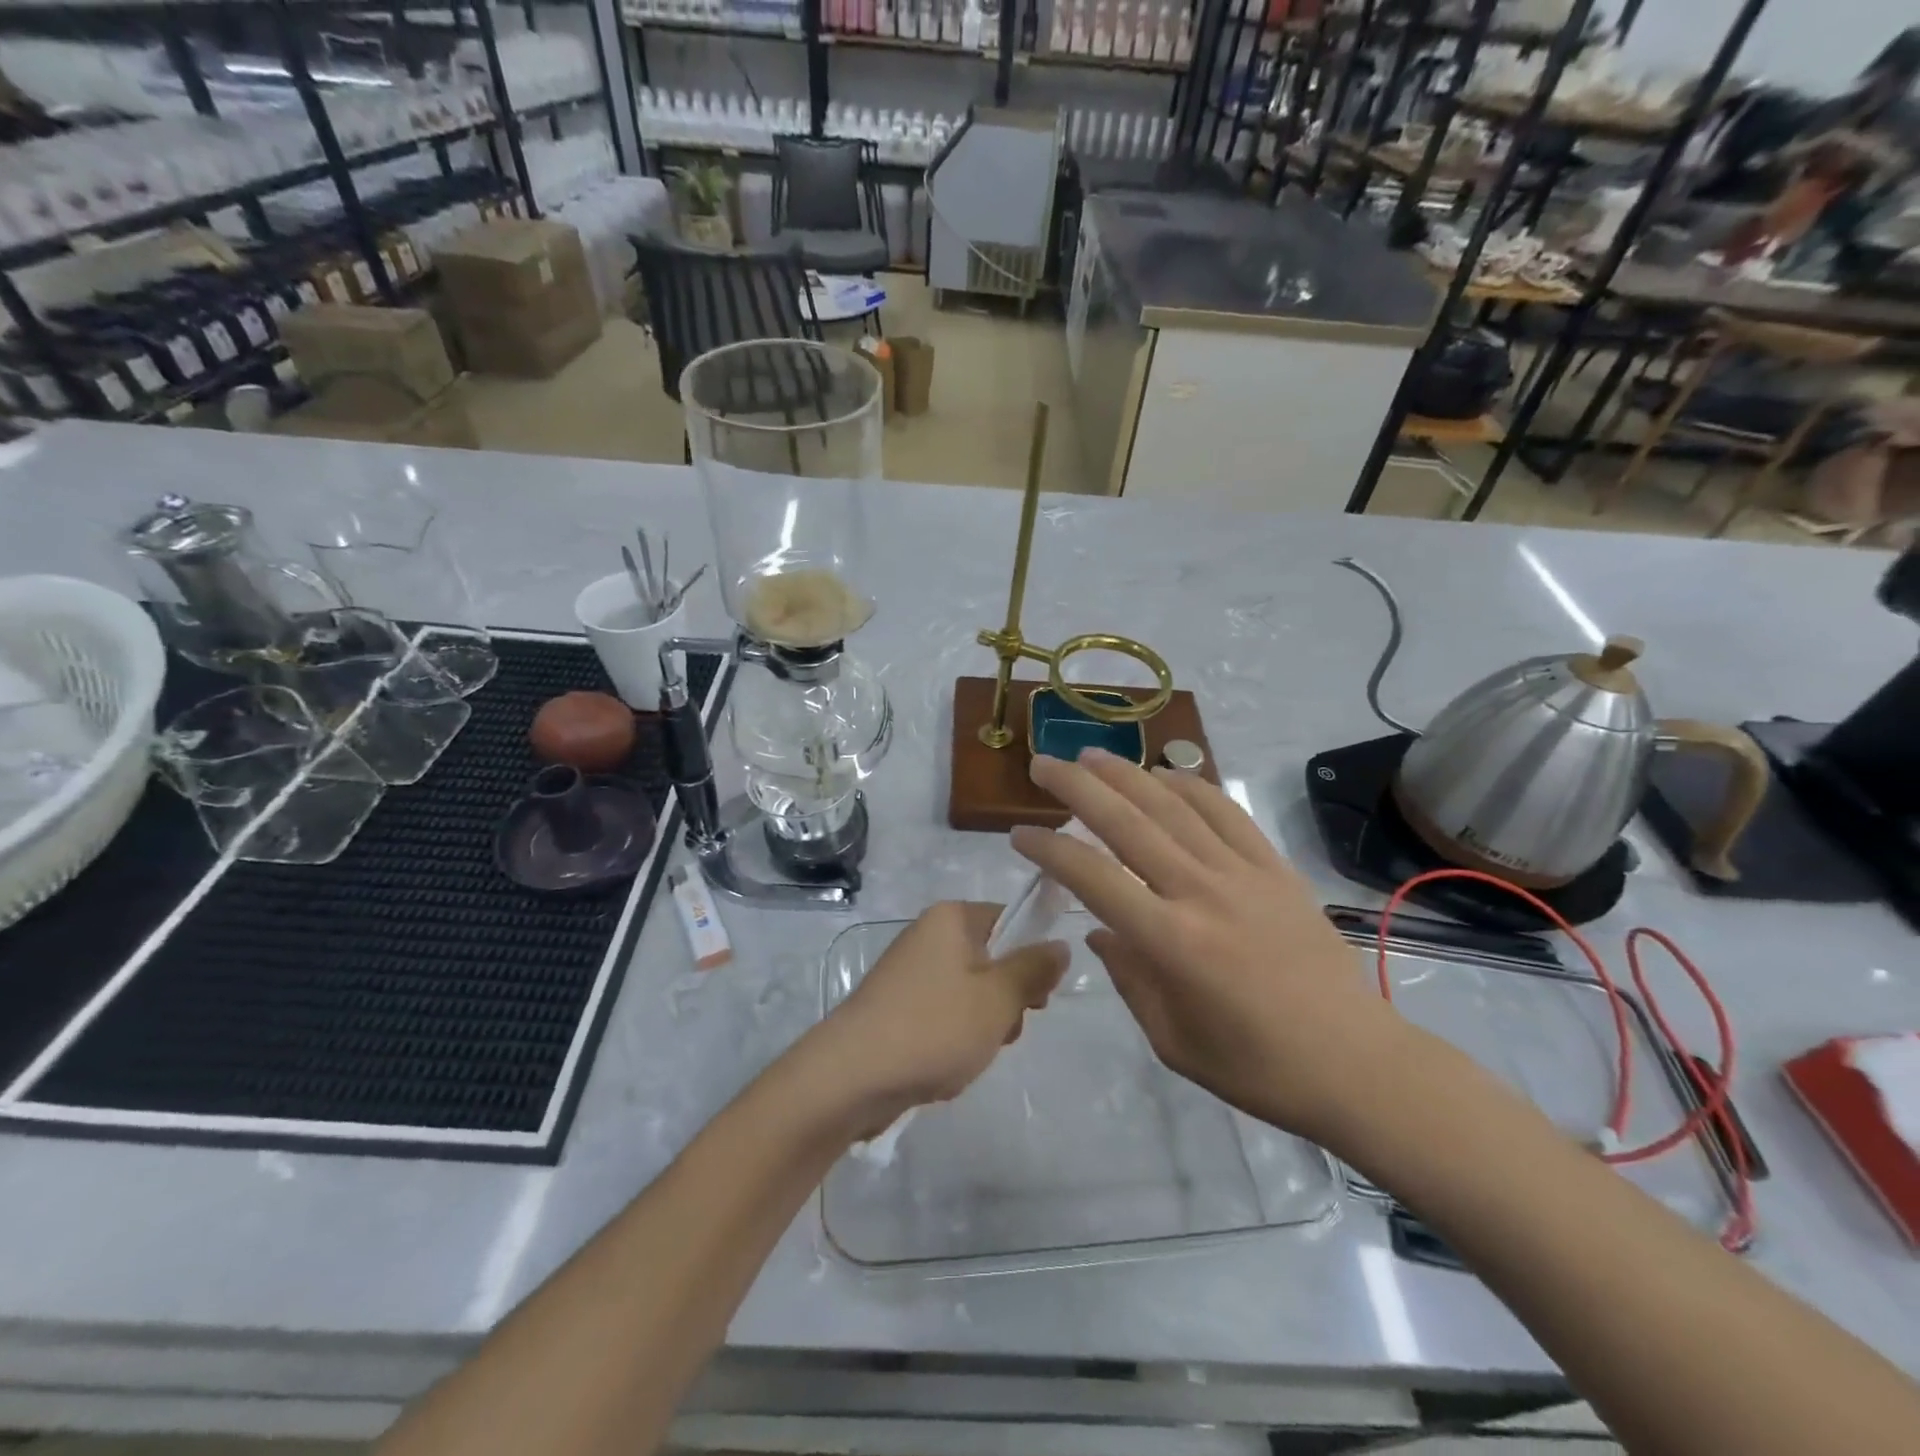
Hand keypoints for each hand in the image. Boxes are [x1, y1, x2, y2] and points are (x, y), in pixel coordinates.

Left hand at [813, 901, 1068, 1132]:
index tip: (1040, 996)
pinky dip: (954, 1038)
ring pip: (971, 992)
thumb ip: (1034, 969)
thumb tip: (1060, 944)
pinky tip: (947, 1066)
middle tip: (1005, 1029)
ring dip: (983, 1025)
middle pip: (992, 958)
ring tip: (972, 1053)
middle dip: (1007, 999)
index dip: (1032, 955)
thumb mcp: (998, 999)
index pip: (1009, 919)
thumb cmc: (933, 1027)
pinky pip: (944, 1014)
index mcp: (951, 918)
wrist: (850, 1077)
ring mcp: (909, 972)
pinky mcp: (897, 1006)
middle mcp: (928, 935)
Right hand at [1011, 749, 1404, 1147]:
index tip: (1020, 834)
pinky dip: (1190, 786)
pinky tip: (1163, 776)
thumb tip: (1099, 932)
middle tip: (1042, 765)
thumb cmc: (1256, 1067)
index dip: (1049, 850)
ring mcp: (1243, 873)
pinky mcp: (1275, 867)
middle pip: (1128, 823)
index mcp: (1171, 942)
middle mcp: (1201, 892)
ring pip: (1173, 806)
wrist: (1357, 1063)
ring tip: (1091, 756)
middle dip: (1077, 788)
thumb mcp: (1172, 1039)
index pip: (1093, 878)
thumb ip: (1128, 979)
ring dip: (1127, 774)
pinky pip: (1226, 811)